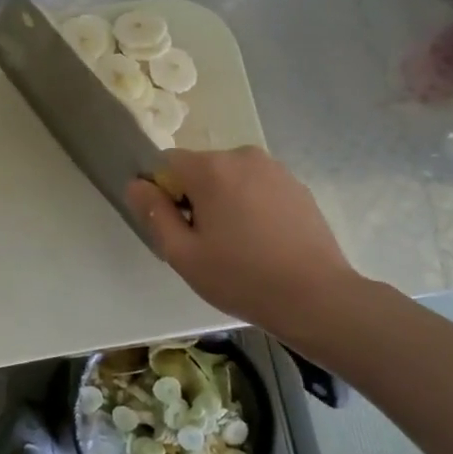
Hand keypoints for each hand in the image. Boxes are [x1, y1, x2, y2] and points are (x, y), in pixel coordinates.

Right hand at [127, 146, 362, 344]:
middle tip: (205, 242)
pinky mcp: (297, 186)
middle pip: (200, 168)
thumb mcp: (182, 253)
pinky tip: (261, 241)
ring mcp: (275, 169)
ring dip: (224, 200)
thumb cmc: (240, 277)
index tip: (177, 227)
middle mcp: (243, 156)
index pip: (167, 163)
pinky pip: (257, 187)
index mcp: (211, 168)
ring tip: (236, 244)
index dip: (163, 192)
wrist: (315, 297)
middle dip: (195, 196)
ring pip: (230, 177)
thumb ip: (154, 213)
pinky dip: (250, 205)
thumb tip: (137, 184)